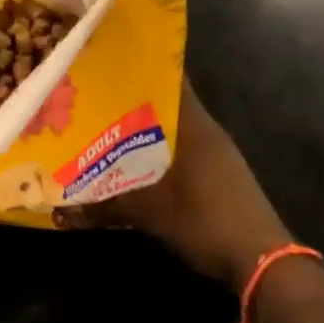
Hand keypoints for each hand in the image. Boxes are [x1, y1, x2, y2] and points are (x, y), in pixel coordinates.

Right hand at [73, 79, 294, 289]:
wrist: (260, 260)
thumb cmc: (205, 220)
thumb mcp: (150, 211)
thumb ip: (107, 203)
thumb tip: (62, 206)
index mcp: (194, 125)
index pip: (170, 79)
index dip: (141, 68)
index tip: (109, 62)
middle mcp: (208, 131)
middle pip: (169, 102)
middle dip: (135, 100)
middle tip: (97, 97)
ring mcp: (218, 153)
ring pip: (176, 128)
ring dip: (148, 128)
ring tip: (110, 128)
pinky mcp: (221, 175)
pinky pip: (185, 149)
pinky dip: (162, 149)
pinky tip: (138, 162)